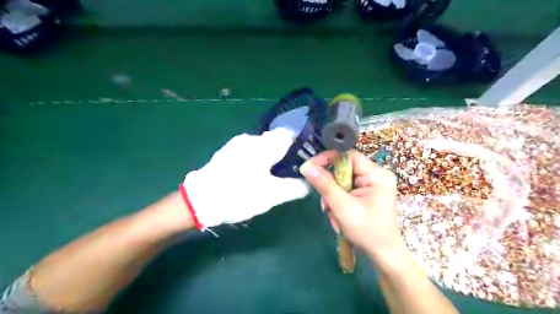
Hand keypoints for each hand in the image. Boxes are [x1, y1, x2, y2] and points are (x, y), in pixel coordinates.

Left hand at [183, 127, 310, 229]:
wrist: (199, 201)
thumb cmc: (240, 194)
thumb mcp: (272, 195)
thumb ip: (295, 187)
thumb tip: (308, 184)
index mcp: (264, 145)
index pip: (289, 134)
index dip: (300, 145)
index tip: (304, 160)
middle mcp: (251, 138)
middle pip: (275, 140)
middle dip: (285, 154)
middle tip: (289, 173)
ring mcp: (237, 144)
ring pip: (262, 146)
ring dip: (270, 157)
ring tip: (271, 177)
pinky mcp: (227, 152)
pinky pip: (249, 151)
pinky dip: (257, 159)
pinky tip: (254, 176)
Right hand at [300, 150, 405, 260]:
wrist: (382, 255)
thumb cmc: (367, 231)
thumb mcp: (342, 207)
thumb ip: (324, 184)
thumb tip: (306, 166)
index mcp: (376, 174)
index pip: (348, 155)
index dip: (328, 159)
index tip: (310, 168)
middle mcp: (375, 175)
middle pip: (343, 169)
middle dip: (330, 187)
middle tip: (326, 204)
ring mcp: (370, 185)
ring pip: (341, 181)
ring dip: (332, 197)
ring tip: (335, 215)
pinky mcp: (365, 193)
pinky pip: (344, 190)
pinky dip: (337, 201)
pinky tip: (339, 216)